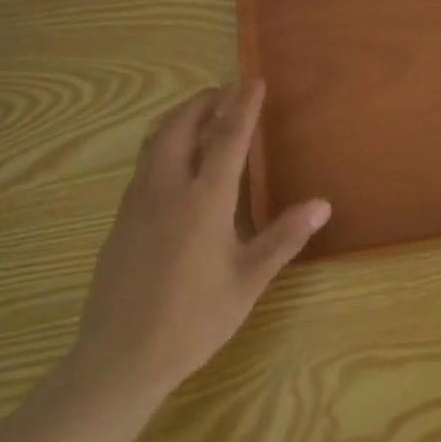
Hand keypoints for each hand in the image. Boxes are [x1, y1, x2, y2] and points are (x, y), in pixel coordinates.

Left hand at [69, 81, 328, 408]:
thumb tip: (322, 204)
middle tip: (225, 92)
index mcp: (204, 201)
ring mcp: (137, 204)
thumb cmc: (192, 321)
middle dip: (203, 102)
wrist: (118, 360)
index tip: (254, 81)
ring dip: (179, 120)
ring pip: (155, 143)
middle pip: (181, 127)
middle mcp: (167, 190)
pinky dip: (162, 146)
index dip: (243, 106)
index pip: (227, 137)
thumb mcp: (247, 282)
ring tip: (200, 116)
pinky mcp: (119, 222)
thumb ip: (283, 238)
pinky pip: (143, 166)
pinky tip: (173, 166)